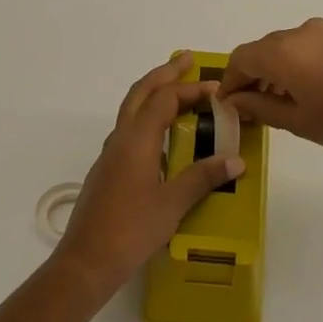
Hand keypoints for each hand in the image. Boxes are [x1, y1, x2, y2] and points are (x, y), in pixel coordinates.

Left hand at [51, 53, 244, 301]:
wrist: (87, 261)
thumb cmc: (131, 230)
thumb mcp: (172, 204)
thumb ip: (202, 178)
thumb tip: (235, 160)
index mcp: (136, 141)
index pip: (164, 100)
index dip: (190, 89)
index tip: (216, 88)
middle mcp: (119, 141)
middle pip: (139, 95)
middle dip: (163, 75)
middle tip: (185, 60)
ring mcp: (109, 157)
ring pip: (130, 113)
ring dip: (152, 96)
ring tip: (176, 93)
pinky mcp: (106, 174)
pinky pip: (128, 133)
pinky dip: (146, 121)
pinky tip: (160, 139)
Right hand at [219, 18, 322, 173]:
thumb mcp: (299, 123)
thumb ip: (261, 107)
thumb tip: (236, 101)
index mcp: (285, 52)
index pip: (242, 58)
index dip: (230, 81)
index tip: (227, 104)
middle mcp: (304, 32)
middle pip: (265, 49)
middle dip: (253, 75)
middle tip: (251, 107)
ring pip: (290, 46)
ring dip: (277, 70)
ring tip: (280, 103)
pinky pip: (313, 46)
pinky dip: (300, 64)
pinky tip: (310, 92)